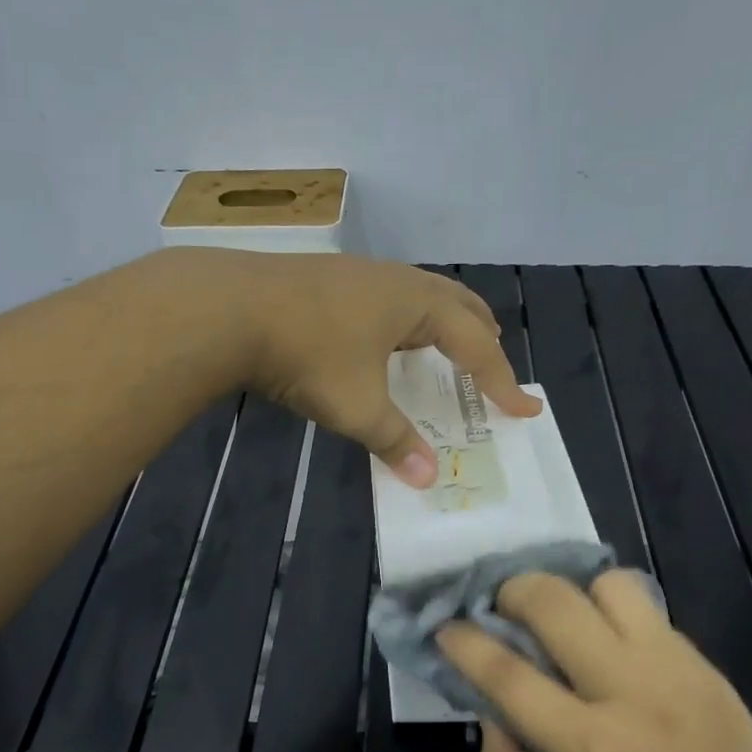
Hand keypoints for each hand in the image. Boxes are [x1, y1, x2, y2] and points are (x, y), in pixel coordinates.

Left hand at [164, 249, 538, 484]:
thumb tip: (427, 478)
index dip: (501, 380)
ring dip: (442, 322)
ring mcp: (358, 272)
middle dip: (481, 336)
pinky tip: (381, 337)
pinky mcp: (327, 277)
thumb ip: (394, 440)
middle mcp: (394, 280)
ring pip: (419, 293)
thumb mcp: (356, 405)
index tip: (523, 409)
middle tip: (492, 366)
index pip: (477, 343)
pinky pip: (387, 295)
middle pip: (456, 302)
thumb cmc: (306, 352)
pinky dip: (405, 318)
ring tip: (444, 349)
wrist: (228, 307)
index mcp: (415, 303)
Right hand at [438, 571, 751, 751]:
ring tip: (560, 624)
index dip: (463, 641)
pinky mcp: (704, 663)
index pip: (507, 673)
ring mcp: (675, 669)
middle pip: (554, 602)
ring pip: (605, 585)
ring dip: (570, 595)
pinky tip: (606, 644)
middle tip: (497, 608)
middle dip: (509, 591)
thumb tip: (487, 705)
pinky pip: (644, 608)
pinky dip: (610, 612)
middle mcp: (632, 693)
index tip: (443, 627)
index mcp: (591, 750)